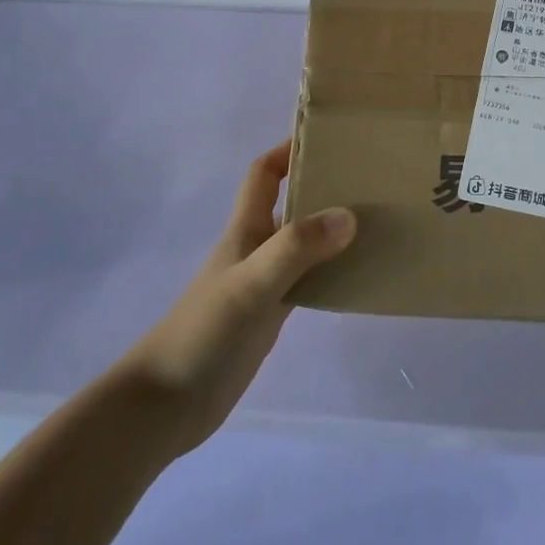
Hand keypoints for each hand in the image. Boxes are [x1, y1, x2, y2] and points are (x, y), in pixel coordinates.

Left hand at [116, 142, 355, 458]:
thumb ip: (297, 248)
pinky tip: (360, 275)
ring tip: (378, 221)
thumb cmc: (204, 333)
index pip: (265, 173)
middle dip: (324, 186)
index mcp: (245, 229)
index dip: (289, 150)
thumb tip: (350, 215)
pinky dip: (333, 271)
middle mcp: (256, 247)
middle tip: (370, 180)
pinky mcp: (271, 314)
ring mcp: (264, 282)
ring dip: (334, 230)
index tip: (329, 140)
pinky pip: (309, 280)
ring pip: (305, 242)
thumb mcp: (251, 284)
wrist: (167, 405)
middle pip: (291, 203)